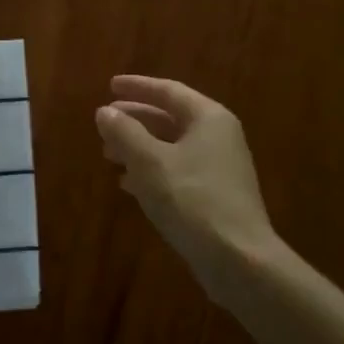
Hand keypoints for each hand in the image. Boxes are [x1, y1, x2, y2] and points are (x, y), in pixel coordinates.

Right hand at [95, 75, 277, 299]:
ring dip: (139, 148)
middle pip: (170, 118)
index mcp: (208, 118)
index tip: (109, 85)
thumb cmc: (192, 200)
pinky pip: (178, 171)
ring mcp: (219, 167)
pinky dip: (152, 171)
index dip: (137, 87)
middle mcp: (218, 136)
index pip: (169, 91)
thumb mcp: (149, 162)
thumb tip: (105, 111)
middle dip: (135, 120)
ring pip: (172, 147)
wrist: (238, 258)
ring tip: (108, 155)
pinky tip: (129, 184)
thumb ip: (125, 133)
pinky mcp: (215, 195)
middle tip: (105, 123)